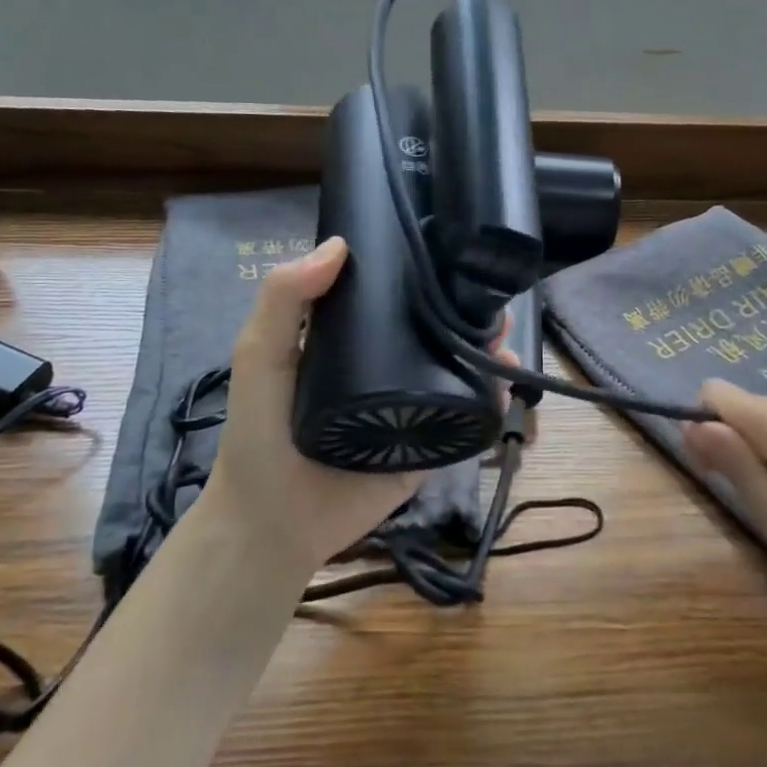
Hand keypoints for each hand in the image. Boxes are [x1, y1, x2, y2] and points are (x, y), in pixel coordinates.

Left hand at [203, 237, 513, 582]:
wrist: (273, 523)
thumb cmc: (259, 434)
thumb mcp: (260, 355)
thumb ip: (284, 299)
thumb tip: (340, 243)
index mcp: (351, 341)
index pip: (394, 298)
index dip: (424, 275)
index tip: (454, 252)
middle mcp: (387, 368)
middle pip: (436, 331)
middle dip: (470, 313)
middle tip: (493, 300)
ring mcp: (412, 409)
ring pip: (459, 370)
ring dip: (488, 351)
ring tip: (505, 339)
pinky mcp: (429, 448)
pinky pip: (465, 420)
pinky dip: (491, 400)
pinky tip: (506, 382)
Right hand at [683, 379, 766, 627]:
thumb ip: (734, 463)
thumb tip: (691, 422)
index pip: (720, 394)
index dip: (703, 423)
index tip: (708, 466)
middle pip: (739, 402)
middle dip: (722, 435)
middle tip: (729, 486)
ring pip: (758, 412)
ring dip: (745, 443)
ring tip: (761, 492)